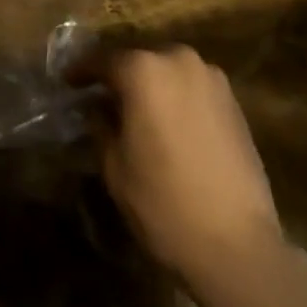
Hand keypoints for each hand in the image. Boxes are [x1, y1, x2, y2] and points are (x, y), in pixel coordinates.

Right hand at [94, 47, 283, 292]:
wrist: (239, 246)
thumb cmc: (165, 204)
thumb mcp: (115, 168)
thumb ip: (101, 126)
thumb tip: (97, 109)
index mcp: (143, 70)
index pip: (103, 61)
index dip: (82, 71)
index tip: (68, 81)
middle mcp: (178, 60)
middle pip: (139, 61)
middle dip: (120, 77)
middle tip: (104, 98)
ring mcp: (210, 77)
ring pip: (168, 71)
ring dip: (152, 86)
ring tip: (139, 111)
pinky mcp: (233, 101)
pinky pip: (193, 87)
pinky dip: (177, 98)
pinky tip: (171, 124)